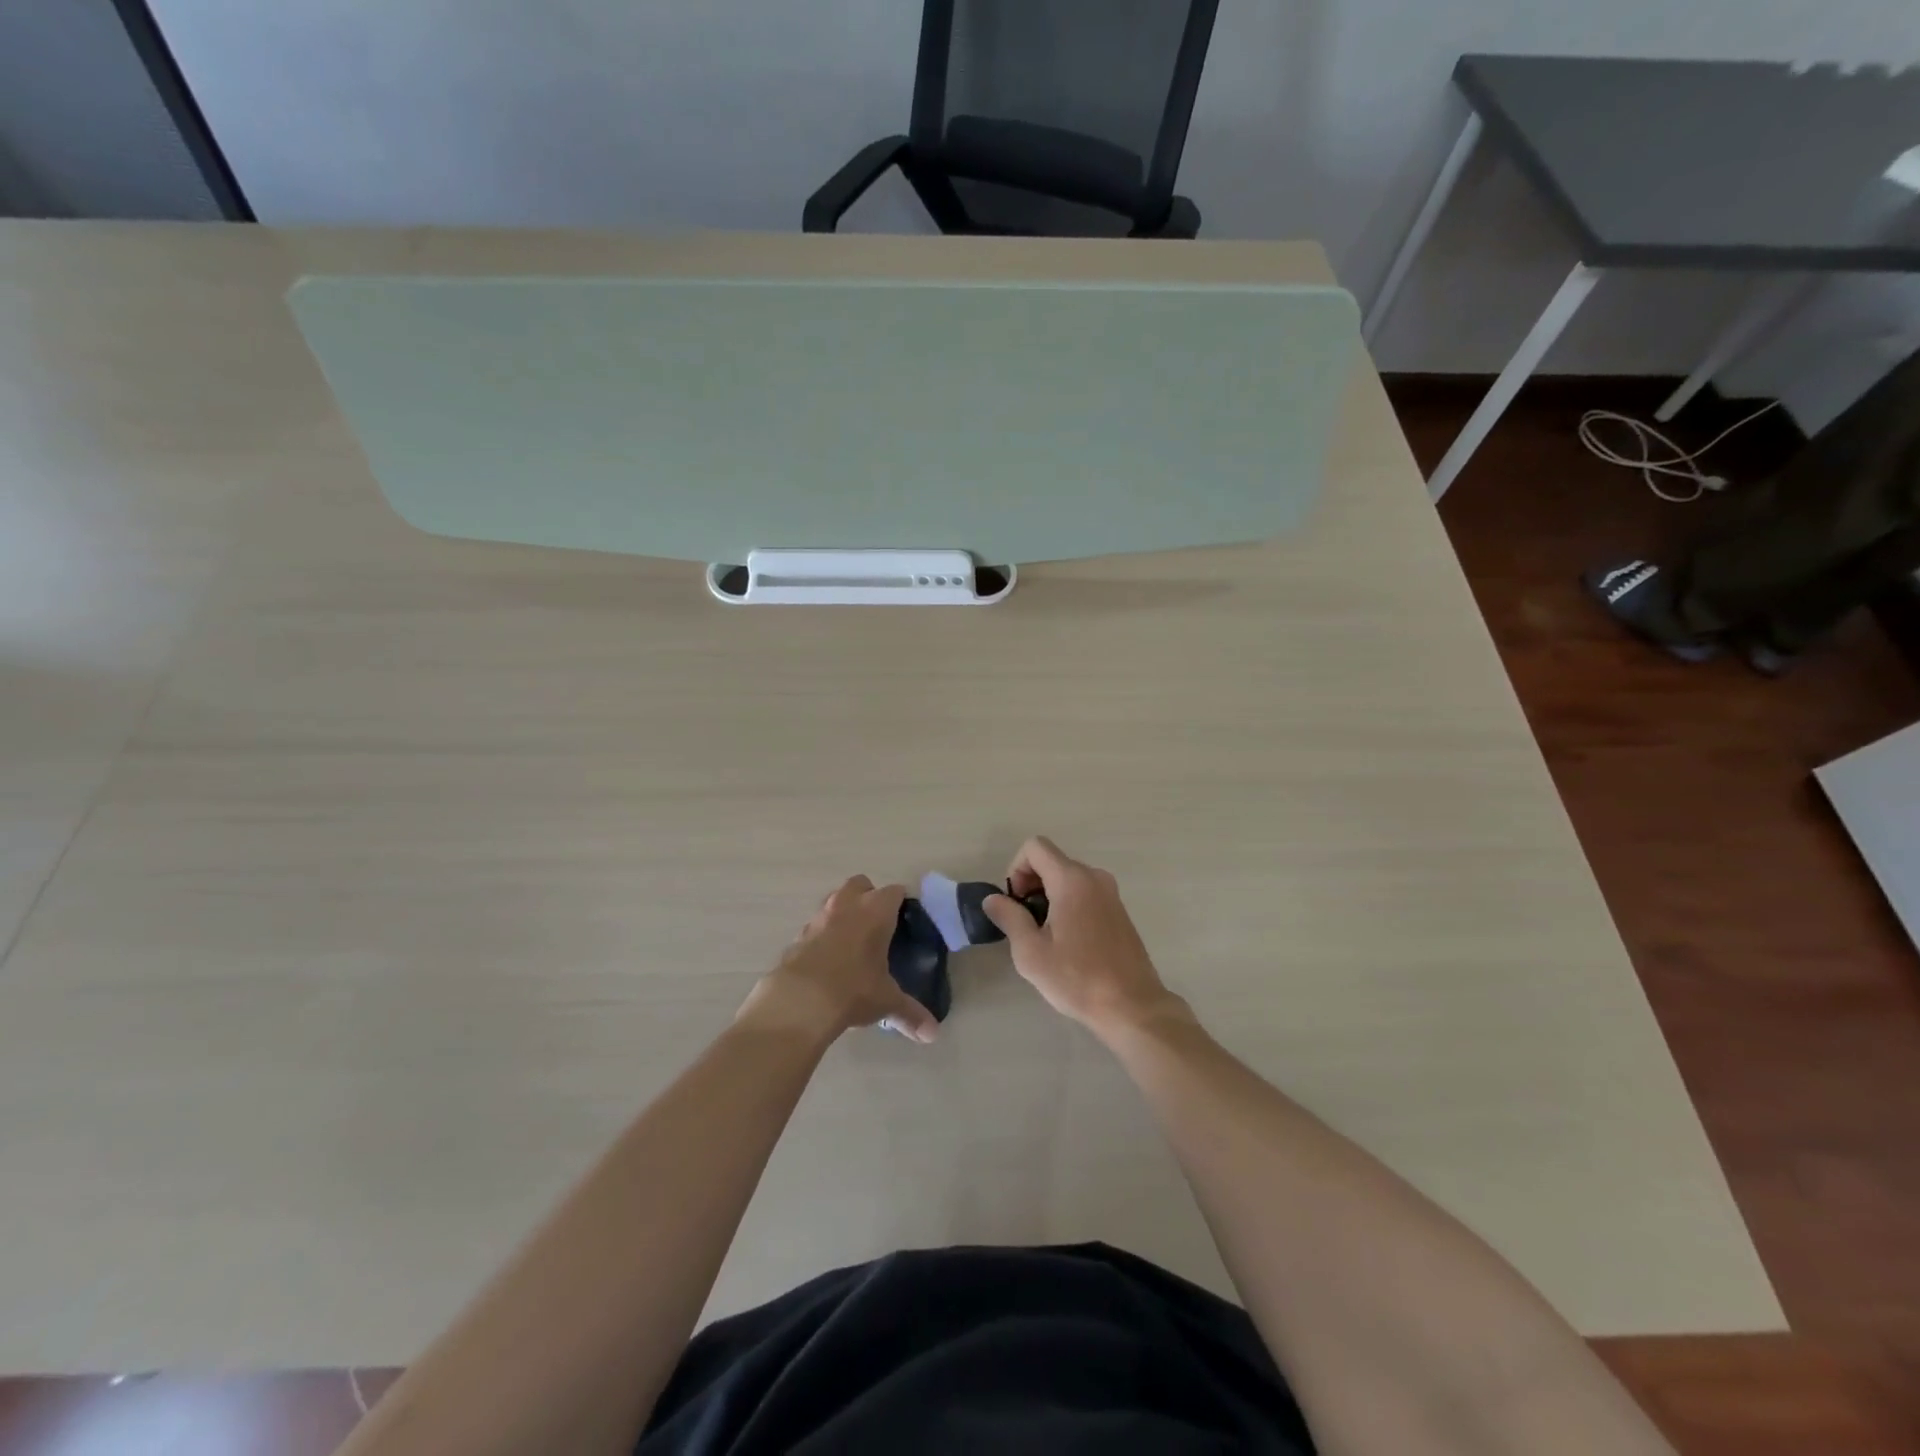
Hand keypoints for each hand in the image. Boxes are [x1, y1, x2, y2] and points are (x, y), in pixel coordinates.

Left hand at [738, 876, 939, 1044]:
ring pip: (834, 901)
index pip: (895, 892)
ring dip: (843, 913)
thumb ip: (910, 1014)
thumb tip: (931, 1034)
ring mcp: (818, 917)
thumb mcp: (886, 1001)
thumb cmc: (853, 989)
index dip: (901, 904)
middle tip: (878, 926)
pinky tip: (828, 961)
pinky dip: (823, 936)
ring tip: (852, 943)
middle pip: (861, 885)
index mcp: (876, 910)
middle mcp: (847, 905)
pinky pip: (815, 926)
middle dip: (869, 897)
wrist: (799, 1001)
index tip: (905, 921)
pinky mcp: (797, 935)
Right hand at [983, 836, 1187, 1038]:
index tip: (1016, 904)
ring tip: (1046, 936)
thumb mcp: (1031, 952)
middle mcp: (1094, 877)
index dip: (1016, 869)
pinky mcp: (1119, 910)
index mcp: (1072, 880)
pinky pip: (1084, 892)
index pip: (1035, 847)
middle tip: (1026, 924)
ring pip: (1068, 877)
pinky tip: (1069, 942)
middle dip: (1030, 884)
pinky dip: (1068, 904)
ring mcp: (1110, 892)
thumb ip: (1009, 917)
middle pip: (1051, 861)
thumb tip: (993, 899)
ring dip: (1048, 896)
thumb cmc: (1077, 979)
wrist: (1132, 1006)